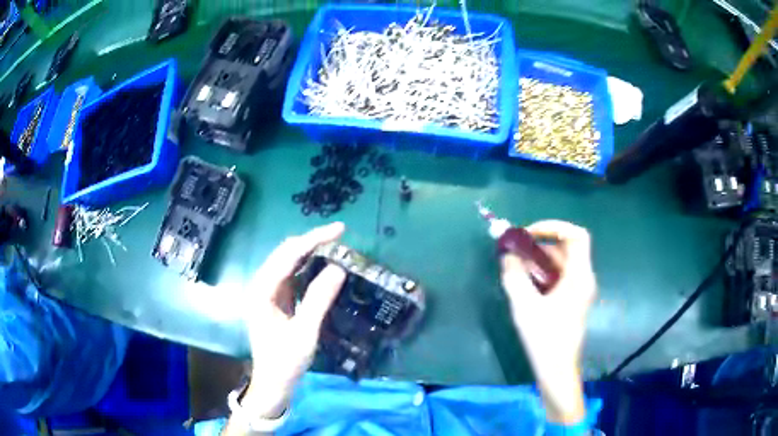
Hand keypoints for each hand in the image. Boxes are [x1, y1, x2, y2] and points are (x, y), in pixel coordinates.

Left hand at [242, 223, 346, 418]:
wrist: (273, 383)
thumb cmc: (286, 361)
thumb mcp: (305, 332)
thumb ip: (319, 299)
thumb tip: (338, 268)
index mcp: (262, 291)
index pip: (288, 255)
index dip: (314, 239)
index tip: (339, 229)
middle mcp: (261, 286)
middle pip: (285, 253)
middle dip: (311, 241)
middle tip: (340, 235)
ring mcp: (267, 292)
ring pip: (287, 262)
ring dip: (309, 252)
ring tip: (334, 245)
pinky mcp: (274, 300)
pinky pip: (291, 275)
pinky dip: (306, 267)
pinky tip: (321, 265)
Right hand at [500, 220, 595, 423]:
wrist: (556, 370)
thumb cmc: (544, 338)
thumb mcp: (524, 306)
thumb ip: (514, 276)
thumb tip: (507, 255)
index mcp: (579, 276)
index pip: (576, 235)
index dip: (554, 227)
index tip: (529, 233)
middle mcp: (583, 278)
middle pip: (566, 248)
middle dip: (539, 246)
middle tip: (515, 253)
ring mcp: (579, 290)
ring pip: (561, 263)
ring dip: (539, 261)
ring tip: (516, 271)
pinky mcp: (573, 301)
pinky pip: (559, 277)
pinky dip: (543, 275)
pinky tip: (525, 287)